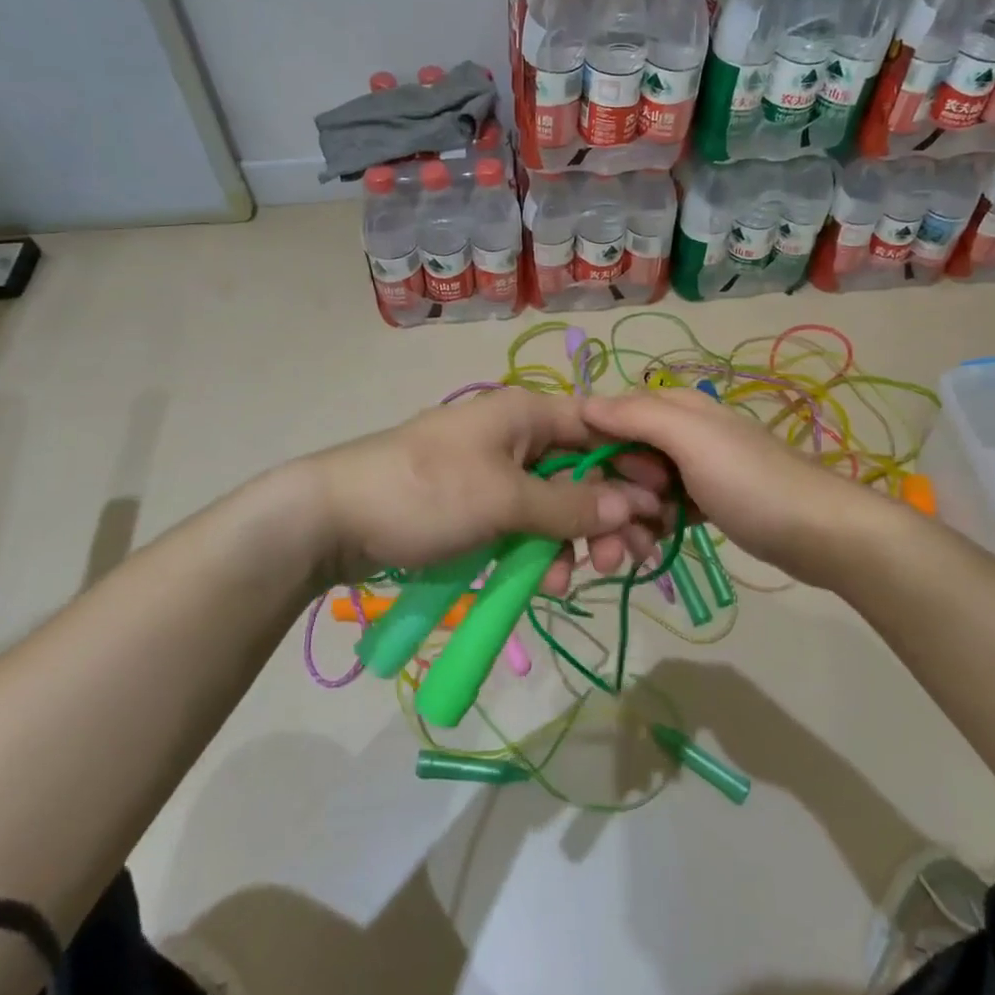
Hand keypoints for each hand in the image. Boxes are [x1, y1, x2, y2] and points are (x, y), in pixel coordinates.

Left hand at [298, 389, 661, 591]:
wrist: (331, 520)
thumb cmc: (425, 493)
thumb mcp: (504, 500)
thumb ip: (571, 506)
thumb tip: (633, 505)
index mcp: (526, 413)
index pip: (600, 427)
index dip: (635, 462)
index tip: (662, 505)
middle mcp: (517, 435)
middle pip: (584, 470)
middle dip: (608, 513)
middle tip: (629, 557)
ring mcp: (496, 472)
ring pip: (557, 504)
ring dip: (575, 540)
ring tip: (581, 576)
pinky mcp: (478, 507)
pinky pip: (525, 525)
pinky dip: (540, 551)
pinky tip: (544, 581)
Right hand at [581, 388, 878, 582]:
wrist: (820, 534)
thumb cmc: (751, 482)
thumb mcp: (692, 440)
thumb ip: (638, 417)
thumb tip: (585, 403)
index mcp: (676, 407)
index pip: (612, 416)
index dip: (592, 449)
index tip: (584, 489)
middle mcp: (681, 432)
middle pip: (622, 457)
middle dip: (609, 495)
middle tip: (610, 539)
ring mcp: (695, 468)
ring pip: (640, 488)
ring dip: (629, 519)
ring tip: (635, 553)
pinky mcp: (706, 501)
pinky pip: (663, 510)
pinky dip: (653, 528)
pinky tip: (652, 551)